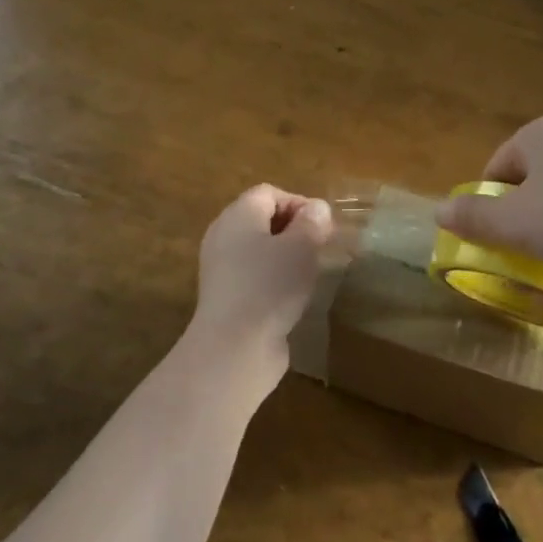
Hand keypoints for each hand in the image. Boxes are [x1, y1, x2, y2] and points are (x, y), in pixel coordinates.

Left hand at [192, 185, 333, 358]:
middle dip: (294, 230)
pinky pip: (254, 277)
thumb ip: (313, 222)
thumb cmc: (271, 285)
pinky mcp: (225, 298)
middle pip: (262, 220)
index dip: (299, 203)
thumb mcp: (303, 246)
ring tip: (309, 274)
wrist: (235, 348)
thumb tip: (316, 209)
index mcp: (237, 215)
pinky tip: (291, 299)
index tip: (321, 228)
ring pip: (259, 250)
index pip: (269, 193)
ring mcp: (221, 269)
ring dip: (286, 257)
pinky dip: (273, 281)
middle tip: (319, 249)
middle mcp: (223, 236)